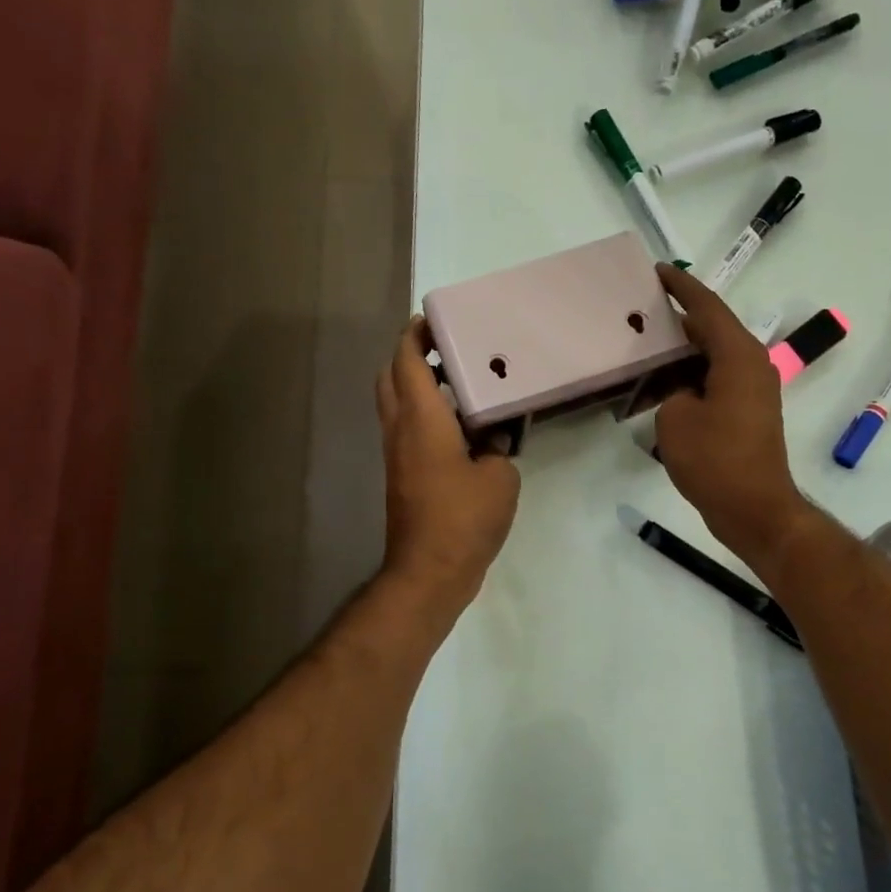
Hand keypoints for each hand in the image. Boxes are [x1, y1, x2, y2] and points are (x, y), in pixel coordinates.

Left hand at [375, 316, 520, 614]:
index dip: (416, 334)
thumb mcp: (500, 478)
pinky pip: (407, 429)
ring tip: (459, 383)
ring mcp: (397, 454)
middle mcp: (400, 429)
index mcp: (421, 419)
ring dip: (416, 384)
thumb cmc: (463, 518)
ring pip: (395, 404)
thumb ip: (499, 447)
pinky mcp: (402, 475)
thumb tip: (494, 438)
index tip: (437, 320)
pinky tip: (461, 425)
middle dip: (411, 355)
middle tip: (448, 349)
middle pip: (390, 376)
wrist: (429, 571)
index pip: (406, 360)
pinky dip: (424, 413)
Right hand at [653, 264, 813, 566]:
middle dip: (678, 318)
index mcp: (738, 356)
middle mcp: (751, 365)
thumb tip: (683, 393)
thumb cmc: (715, 460)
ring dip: (682, 352)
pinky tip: (663, 386)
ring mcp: (753, 390)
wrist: (754, 509)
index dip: (681, 287)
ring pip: (713, 356)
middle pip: (711, 329)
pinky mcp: (748, 413)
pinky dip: (691, 377)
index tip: (658, 271)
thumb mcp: (675, 419)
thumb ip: (672, 391)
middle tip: (642, 310)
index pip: (706, 307)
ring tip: (646, 348)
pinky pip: (716, 380)